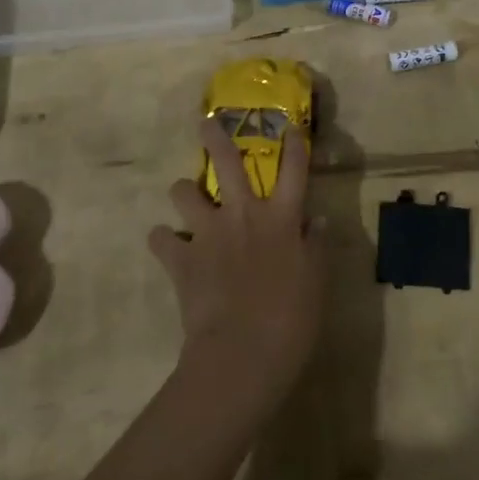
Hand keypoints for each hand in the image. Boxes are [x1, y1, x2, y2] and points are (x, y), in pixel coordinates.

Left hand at [148, 121, 324, 409]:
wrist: (241, 356)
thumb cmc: (291, 322)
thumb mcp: (317, 284)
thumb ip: (316, 247)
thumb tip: (318, 220)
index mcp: (281, 219)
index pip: (293, 170)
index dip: (293, 145)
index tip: (288, 125)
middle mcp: (243, 214)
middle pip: (227, 163)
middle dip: (215, 138)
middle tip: (206, 123)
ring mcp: (208, 233)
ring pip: (185, 192)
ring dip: (184, 192)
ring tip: (185, 198)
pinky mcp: (181, 258)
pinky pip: (160, 238)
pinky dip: (163, 240)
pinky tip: (168, 247)